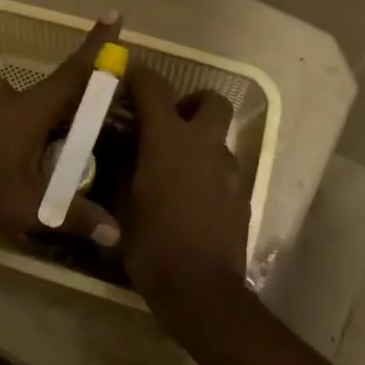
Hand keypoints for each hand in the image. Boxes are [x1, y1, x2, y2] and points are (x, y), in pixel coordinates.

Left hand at [0, 15, 123, 256]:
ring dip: (10, 133)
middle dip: (43, 130)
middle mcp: (0, 91)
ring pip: (5, 111)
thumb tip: (116, 234)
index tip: (114, 15)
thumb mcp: (24, 209)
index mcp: (27, 109)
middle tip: (36, 168)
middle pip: (38, 103)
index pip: (73, 73)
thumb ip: (72, 217)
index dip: (96, 45)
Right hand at [115, 65, 249, 315]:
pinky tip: (193, 197)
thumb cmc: (152, 244)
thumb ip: (123, 168)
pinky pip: (225, 169)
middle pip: (211, 100)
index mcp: (169, 139)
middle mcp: (205, 144)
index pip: (155, 87)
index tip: (128, 75)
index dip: (140, 75)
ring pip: (220, 137)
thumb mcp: (122, 204)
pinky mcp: (243, 196)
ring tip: (177, 167)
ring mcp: (229, 170)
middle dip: (191, 102)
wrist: (200, 289)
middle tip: (169, 122)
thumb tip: (122, 151)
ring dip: (201, 141)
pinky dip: (210, 171)